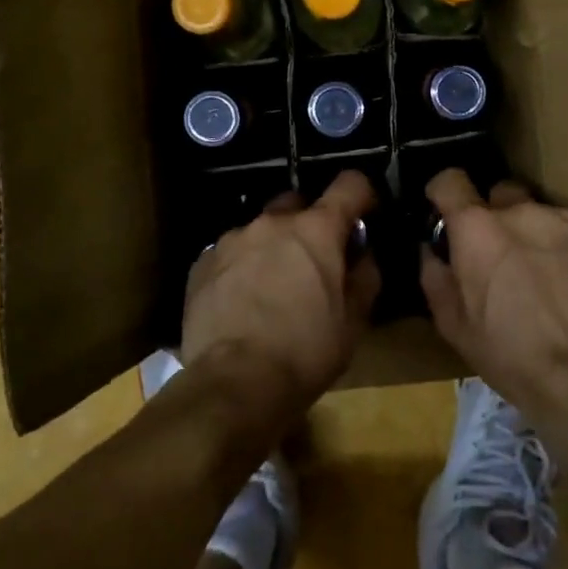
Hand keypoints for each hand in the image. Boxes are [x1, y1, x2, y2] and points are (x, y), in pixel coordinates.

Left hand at [181, 171, 380, 413]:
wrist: (234, 383)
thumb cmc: (306, 351)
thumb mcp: (354, 321)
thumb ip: (365, 275)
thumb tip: (362, 254)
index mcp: (317, 229)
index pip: (350, 185)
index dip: (363, 195)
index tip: (365, 214)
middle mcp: (273, 222)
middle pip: (299, 202)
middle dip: (311, 222)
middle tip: (315, 259)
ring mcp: (232, 239)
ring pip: (261, 228)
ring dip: (273, 246)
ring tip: (272, 286)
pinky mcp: (202, 262)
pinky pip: (231, 252)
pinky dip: (243, 266)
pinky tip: (242, 301)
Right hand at [420, 169, 567, 414]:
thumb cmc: (509, 353)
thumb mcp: (453, 324)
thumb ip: (435, 276)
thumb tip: (431, 250)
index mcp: (477, 228)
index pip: (450, 180)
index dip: (445, 193)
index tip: (447, 211)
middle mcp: (521, 210)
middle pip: (501, 194)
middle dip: (497, 217)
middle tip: (502, 255)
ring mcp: (566, 219)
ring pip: (541, 214)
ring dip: (536, 234)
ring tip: (546, 276)